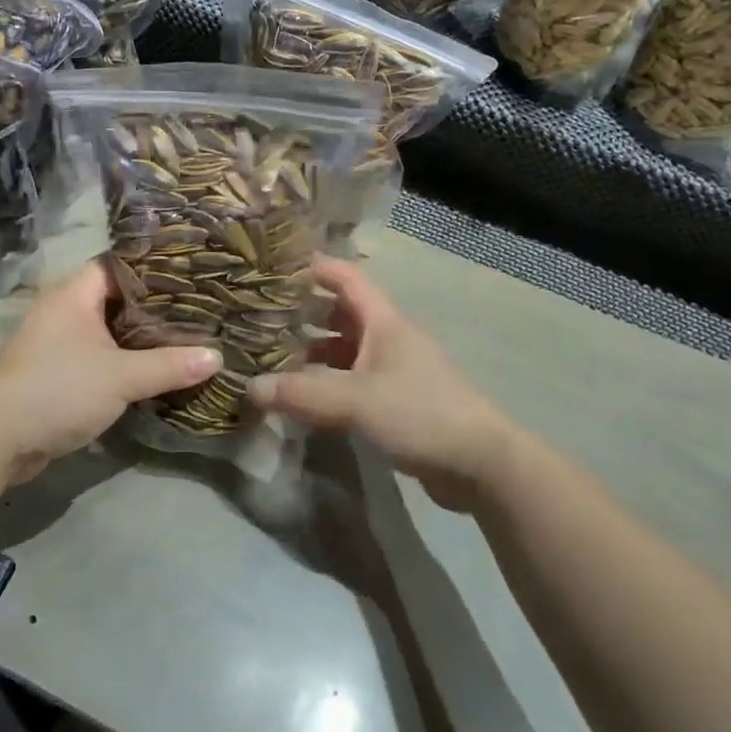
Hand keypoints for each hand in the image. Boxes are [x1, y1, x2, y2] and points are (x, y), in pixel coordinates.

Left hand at [0, 260, 220, 482]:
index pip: (122, 265)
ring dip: (141, 339)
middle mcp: (66, 310)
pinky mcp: (58, 374)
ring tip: (188, 337)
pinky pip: (100, 359)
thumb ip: (169, 365)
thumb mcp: (121, 376)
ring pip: (110, 332)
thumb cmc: (58, 388)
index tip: (195, 274)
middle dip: (156, 308)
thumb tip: (217, 357)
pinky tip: (157, 370)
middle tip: (201, 308)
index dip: (157, 268)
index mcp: (76, 293)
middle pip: (119, 299)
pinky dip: (125, 362)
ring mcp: (59, 343)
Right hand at [251, 257, 513, 510]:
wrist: (480, 464)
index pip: (346, 277)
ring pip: (346, 349)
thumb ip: (301, 393)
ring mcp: (394, 369)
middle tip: (261, 318)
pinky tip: (303, 398)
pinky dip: (328, 382)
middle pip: (341, 312)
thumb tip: (250, 387)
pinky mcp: (397, 400)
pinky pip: (353, 380)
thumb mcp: (355, 400)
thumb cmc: (420, 414)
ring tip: (273, 359)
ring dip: (314, 351)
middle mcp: (388, 337)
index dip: (314, 267)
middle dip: (303, 313)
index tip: (274, 267)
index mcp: (384, 321)